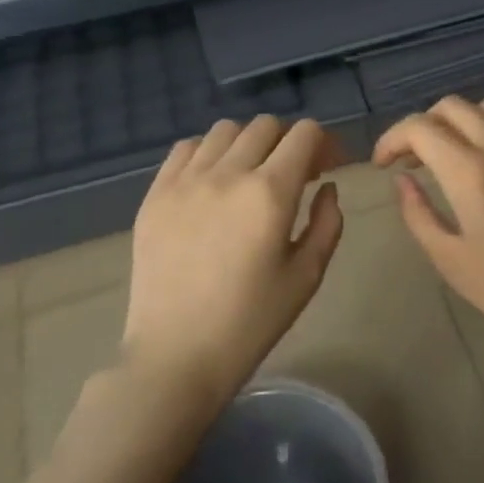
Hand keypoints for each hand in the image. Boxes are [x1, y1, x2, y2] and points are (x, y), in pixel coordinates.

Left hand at [121, 116, 344, 408]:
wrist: (176, 356)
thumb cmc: (251, 322)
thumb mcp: (307, 276)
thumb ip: (327, 222)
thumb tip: (327, 187)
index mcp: (271, 193)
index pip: (304, 134)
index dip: (324, 143)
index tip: (328, 167)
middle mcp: (227, 174)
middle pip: (266, 126)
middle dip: (290, 142)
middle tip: (295, 174)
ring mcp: (185, 181)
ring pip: (225, 131)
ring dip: (249, 143)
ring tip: (251, 174)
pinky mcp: (155, 195)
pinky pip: (186, 149)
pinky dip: (208, 153)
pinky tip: (214, 181)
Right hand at [373, 97, 483, 381]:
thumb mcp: (450, 260)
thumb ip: (417, 212)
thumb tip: (401, 178)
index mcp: (472, 176)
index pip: (421, 129)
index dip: (392, 138)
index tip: (384, 163)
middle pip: (452, 107)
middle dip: (424, 127)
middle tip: (416, 159)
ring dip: (463, 122)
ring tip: (457, 152)